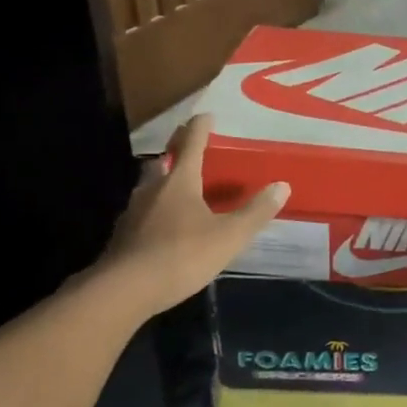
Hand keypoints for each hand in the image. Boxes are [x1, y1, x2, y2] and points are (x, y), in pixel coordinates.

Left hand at [96, 113, 289, 311]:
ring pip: (149, 186)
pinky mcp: (123, 236)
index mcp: (180, 182)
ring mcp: (133, 213)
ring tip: (177, 185)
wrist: (124, 290)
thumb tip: (282, 186)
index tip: (206, 116)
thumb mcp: (230, 236)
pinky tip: (162, 224)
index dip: (200, 128)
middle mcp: (153, 189)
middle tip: (187, 146)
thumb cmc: (182, 255)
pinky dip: (154, 209)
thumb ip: (256, 211)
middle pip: (163, 161)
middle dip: (175, 150)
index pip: (191, 145)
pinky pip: (142, 212)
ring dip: (162, 179)